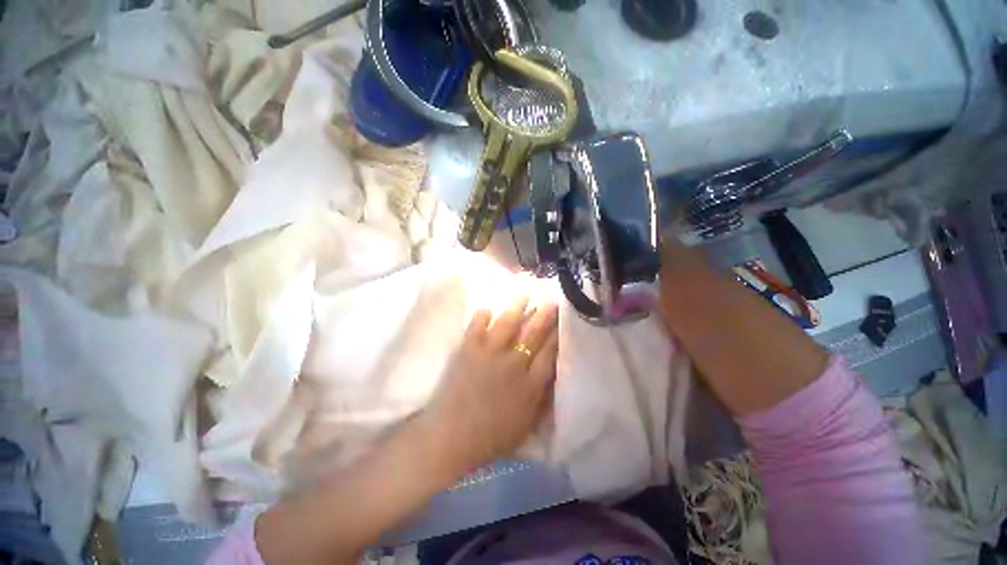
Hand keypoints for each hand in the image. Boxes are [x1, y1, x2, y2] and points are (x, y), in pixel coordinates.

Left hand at [422, 297, 559, 472]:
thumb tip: (552, 377)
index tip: (562, 322)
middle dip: (545, 316)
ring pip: (507, 324)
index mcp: (530, 385)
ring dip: (517, 308)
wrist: (452, 438)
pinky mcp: (468, 351)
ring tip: (524, 295)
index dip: (557, 336)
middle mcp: (514, 365)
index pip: (549, 353)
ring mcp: (490, 355)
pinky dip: (481, 317)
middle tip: (552, 302)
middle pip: (533, 335)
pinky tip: (487, 309)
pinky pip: (477, 327)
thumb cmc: (492, 437)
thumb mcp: (526, 424)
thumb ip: (541, 400)